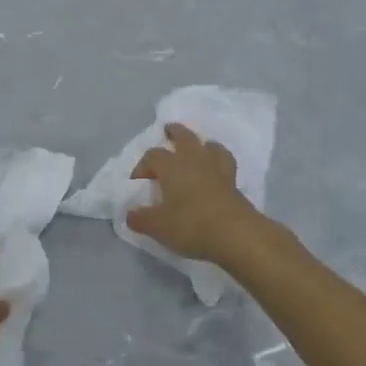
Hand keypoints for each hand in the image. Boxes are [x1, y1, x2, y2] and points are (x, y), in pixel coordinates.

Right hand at [126, 123, 258, 264]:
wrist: (236, 234)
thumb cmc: (191, 225)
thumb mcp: (157, 226)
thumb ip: (140, 219)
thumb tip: (130, 213)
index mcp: (171, 166)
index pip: (152, 156)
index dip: (142, 166)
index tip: (137, 183)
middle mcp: (193, 160)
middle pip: (183, 136)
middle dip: (174, 132)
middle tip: (168, 131)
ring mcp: (217, 169)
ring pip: (209, 145)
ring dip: (200, 144)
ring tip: (196, 150)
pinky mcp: (234, 182)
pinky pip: (224, 162)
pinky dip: (218, 161)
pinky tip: (216, 170)